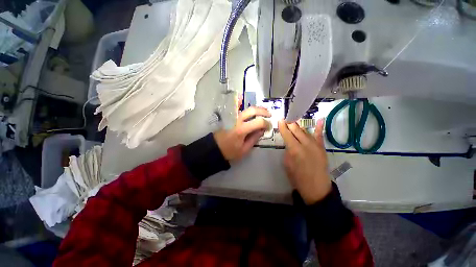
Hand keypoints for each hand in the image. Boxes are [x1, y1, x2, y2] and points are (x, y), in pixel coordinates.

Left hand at [214, 107, 270, 161]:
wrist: (215, 148)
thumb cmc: (230, 151)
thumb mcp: (244, 149)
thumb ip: (254, 138)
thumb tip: (262, 130)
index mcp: (242, 130)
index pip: (258, 122)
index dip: (266, 123)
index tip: (269, 127)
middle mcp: (237, 120)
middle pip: (252, 110)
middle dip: (263, 111)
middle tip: (269, 115)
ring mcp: (233, 117)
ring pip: (246, 108)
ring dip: (257, 108)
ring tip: (263, 112)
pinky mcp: (230, 117)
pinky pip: (237, 108)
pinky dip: (241, 103)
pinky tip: (244, 100)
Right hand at [278, 118, 331, 204]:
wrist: (316, 188)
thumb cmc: (297, 177)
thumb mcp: (287, 164)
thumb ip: (288, 151)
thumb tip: (289, 143)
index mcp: (295, 150)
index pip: (287, 134)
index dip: (283, 126)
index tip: (280, 119)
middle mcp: (305, 144)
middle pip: (296, 130)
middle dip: (290, 123)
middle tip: (286, 118)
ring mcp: (315, 145)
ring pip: (306, 131)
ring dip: (299, 126)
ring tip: (294, 120)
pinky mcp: (322, 148)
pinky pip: (320, 136)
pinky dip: (320, 127)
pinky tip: (320, 119)